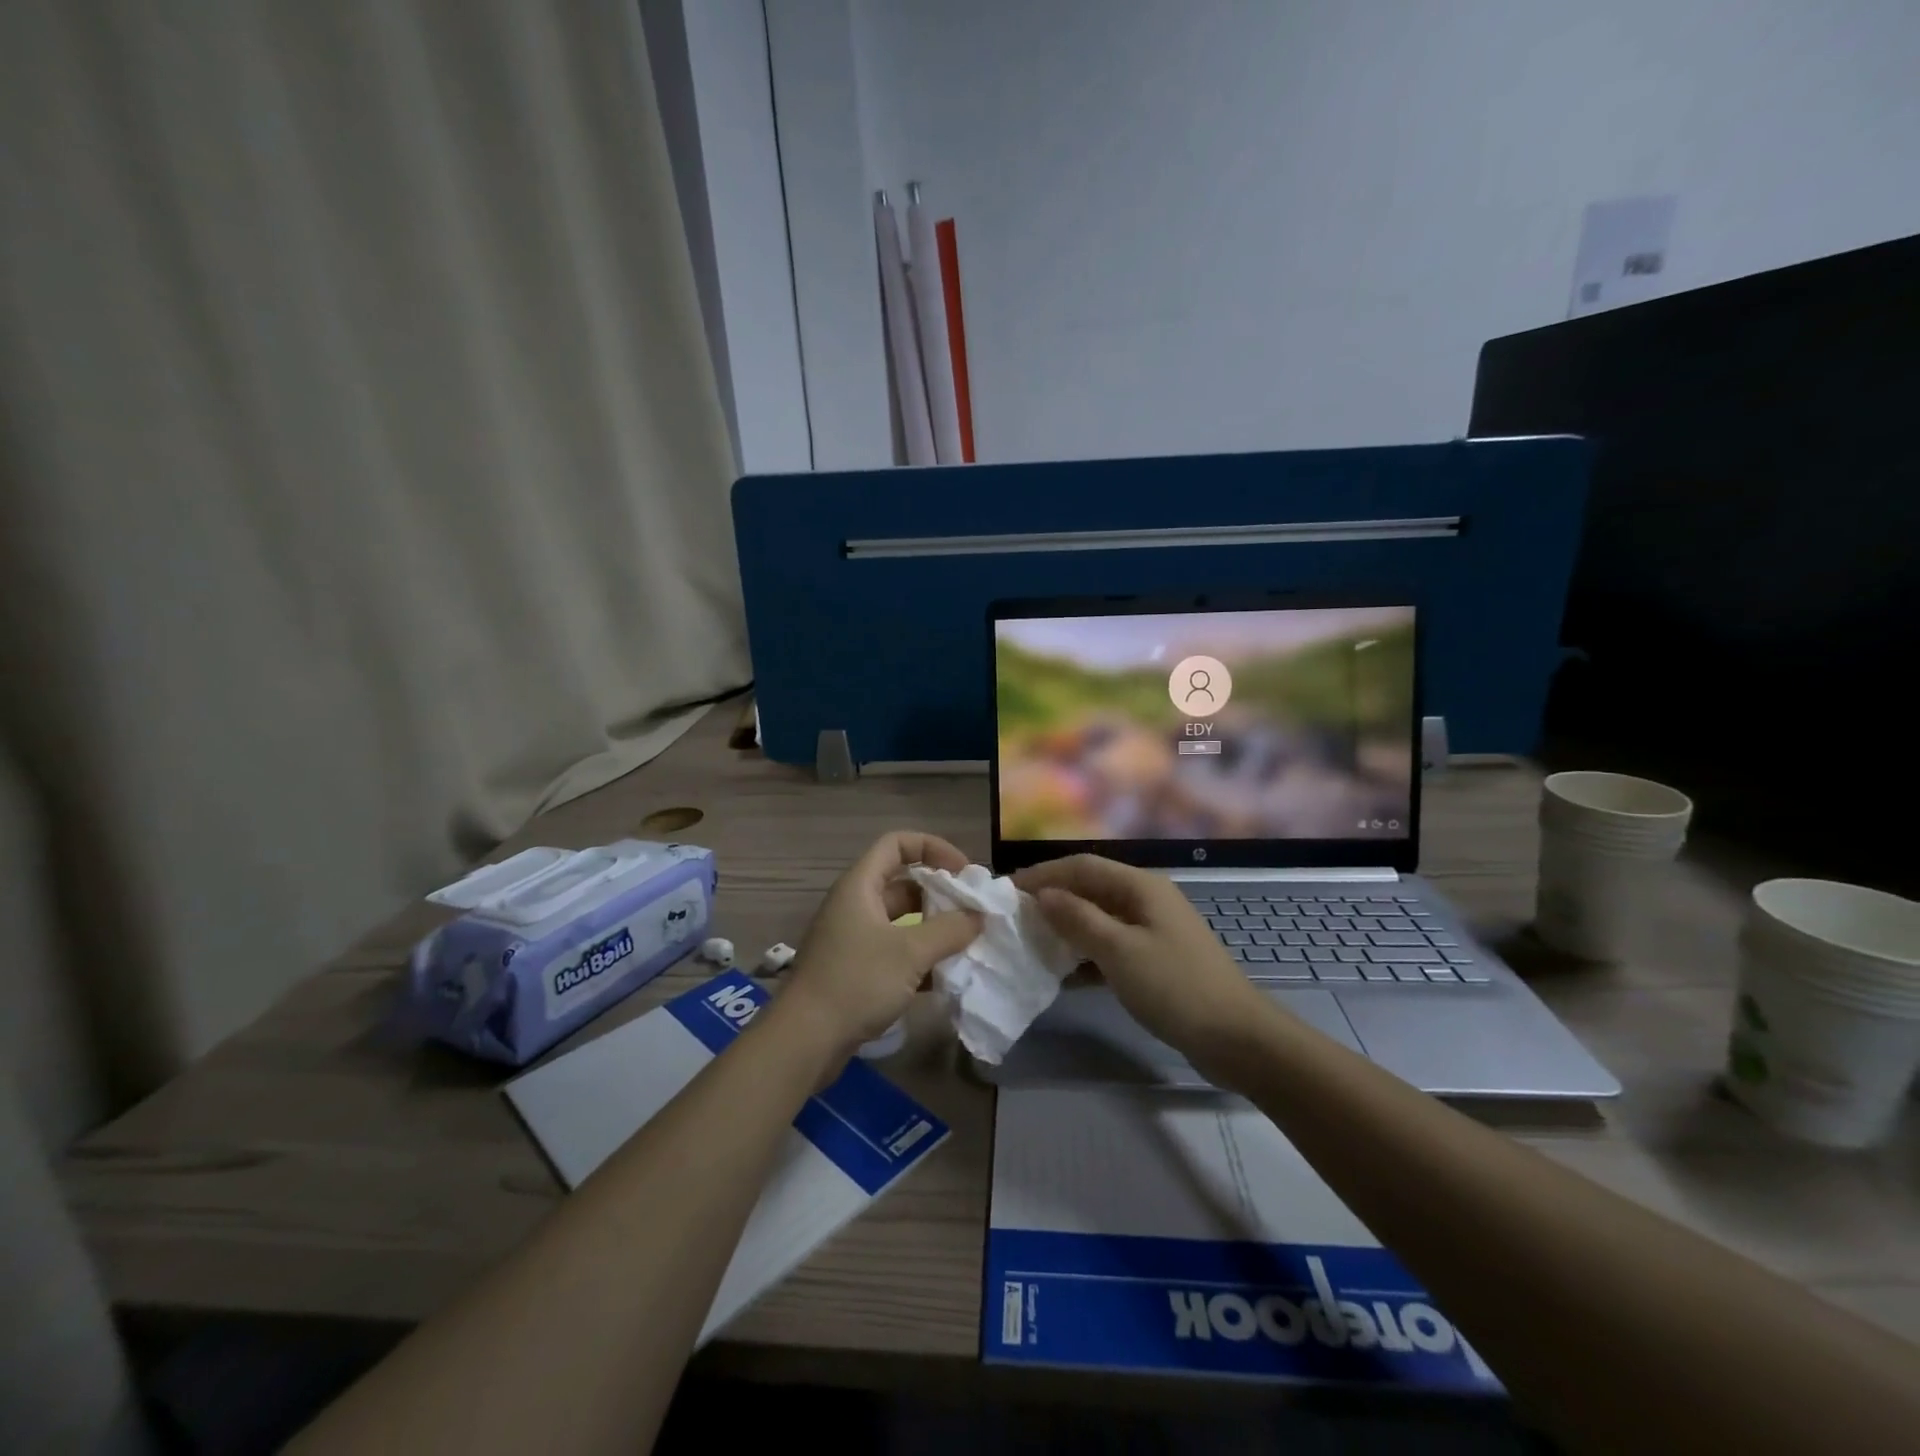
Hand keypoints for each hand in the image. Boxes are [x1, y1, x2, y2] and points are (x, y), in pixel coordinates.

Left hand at [778, 831, 982, 1056]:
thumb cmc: (856, 982)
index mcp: (860, 886)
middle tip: (972, 912)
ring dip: (934, 929)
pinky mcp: (856, 971)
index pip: (897, 844)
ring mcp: (854, 939)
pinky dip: (920, 959)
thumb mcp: (910, 952)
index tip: (964, 872)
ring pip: (902, 921)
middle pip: (903, 883)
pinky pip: (895, 952)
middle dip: (940, 894)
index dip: (933, 848)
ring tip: (967, 944)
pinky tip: (946, 977)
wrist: (804, 1041)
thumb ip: (949, 930)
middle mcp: (855, 905)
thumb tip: (978, 916)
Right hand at [1015, 855, 1278, 1066]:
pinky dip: (1085, 957)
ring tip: (1031, 944)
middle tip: (1015, 918)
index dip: (1044, 874)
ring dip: (1066, 929)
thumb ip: (1078, 919)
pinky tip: (1062, 977)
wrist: (1237, 1038)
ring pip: (1099, 920)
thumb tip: (1043, 894)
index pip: (1082, 866)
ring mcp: (1153, 932)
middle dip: (1053, 900)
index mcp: (1141, 887)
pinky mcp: (1155, 962)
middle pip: (1090, 890)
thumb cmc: (1175, 987)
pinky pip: (1110, 948)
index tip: (1008, 889)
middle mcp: (1146, 900)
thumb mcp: (1120, 951)